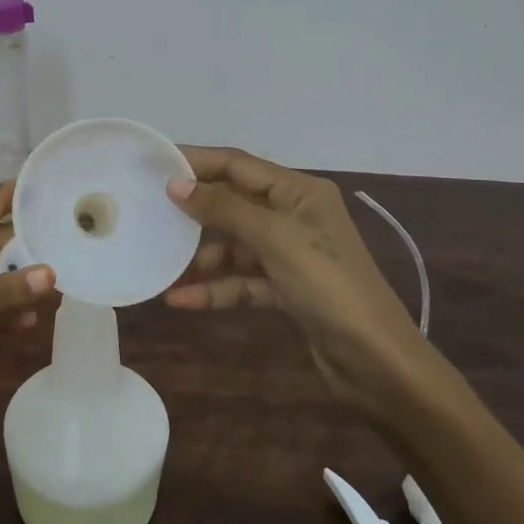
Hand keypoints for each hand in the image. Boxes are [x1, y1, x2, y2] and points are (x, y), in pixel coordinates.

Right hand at [164, 147, 436, 429]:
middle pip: (233, 203)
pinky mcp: (286, 290)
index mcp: (299, 192)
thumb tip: (175, 184)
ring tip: (160, 264)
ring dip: (200, 256)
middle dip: (193, 211)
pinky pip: (241, 280)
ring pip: (233, 245)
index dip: (197, 161)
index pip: (238, 165)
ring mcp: (290, 254)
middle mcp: (294, 216)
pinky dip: (215, 288)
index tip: (154, 164)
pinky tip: (180, 300)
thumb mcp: (275, 238)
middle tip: (147, 213)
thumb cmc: (328, 285)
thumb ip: (224, 208)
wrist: (376, 362)